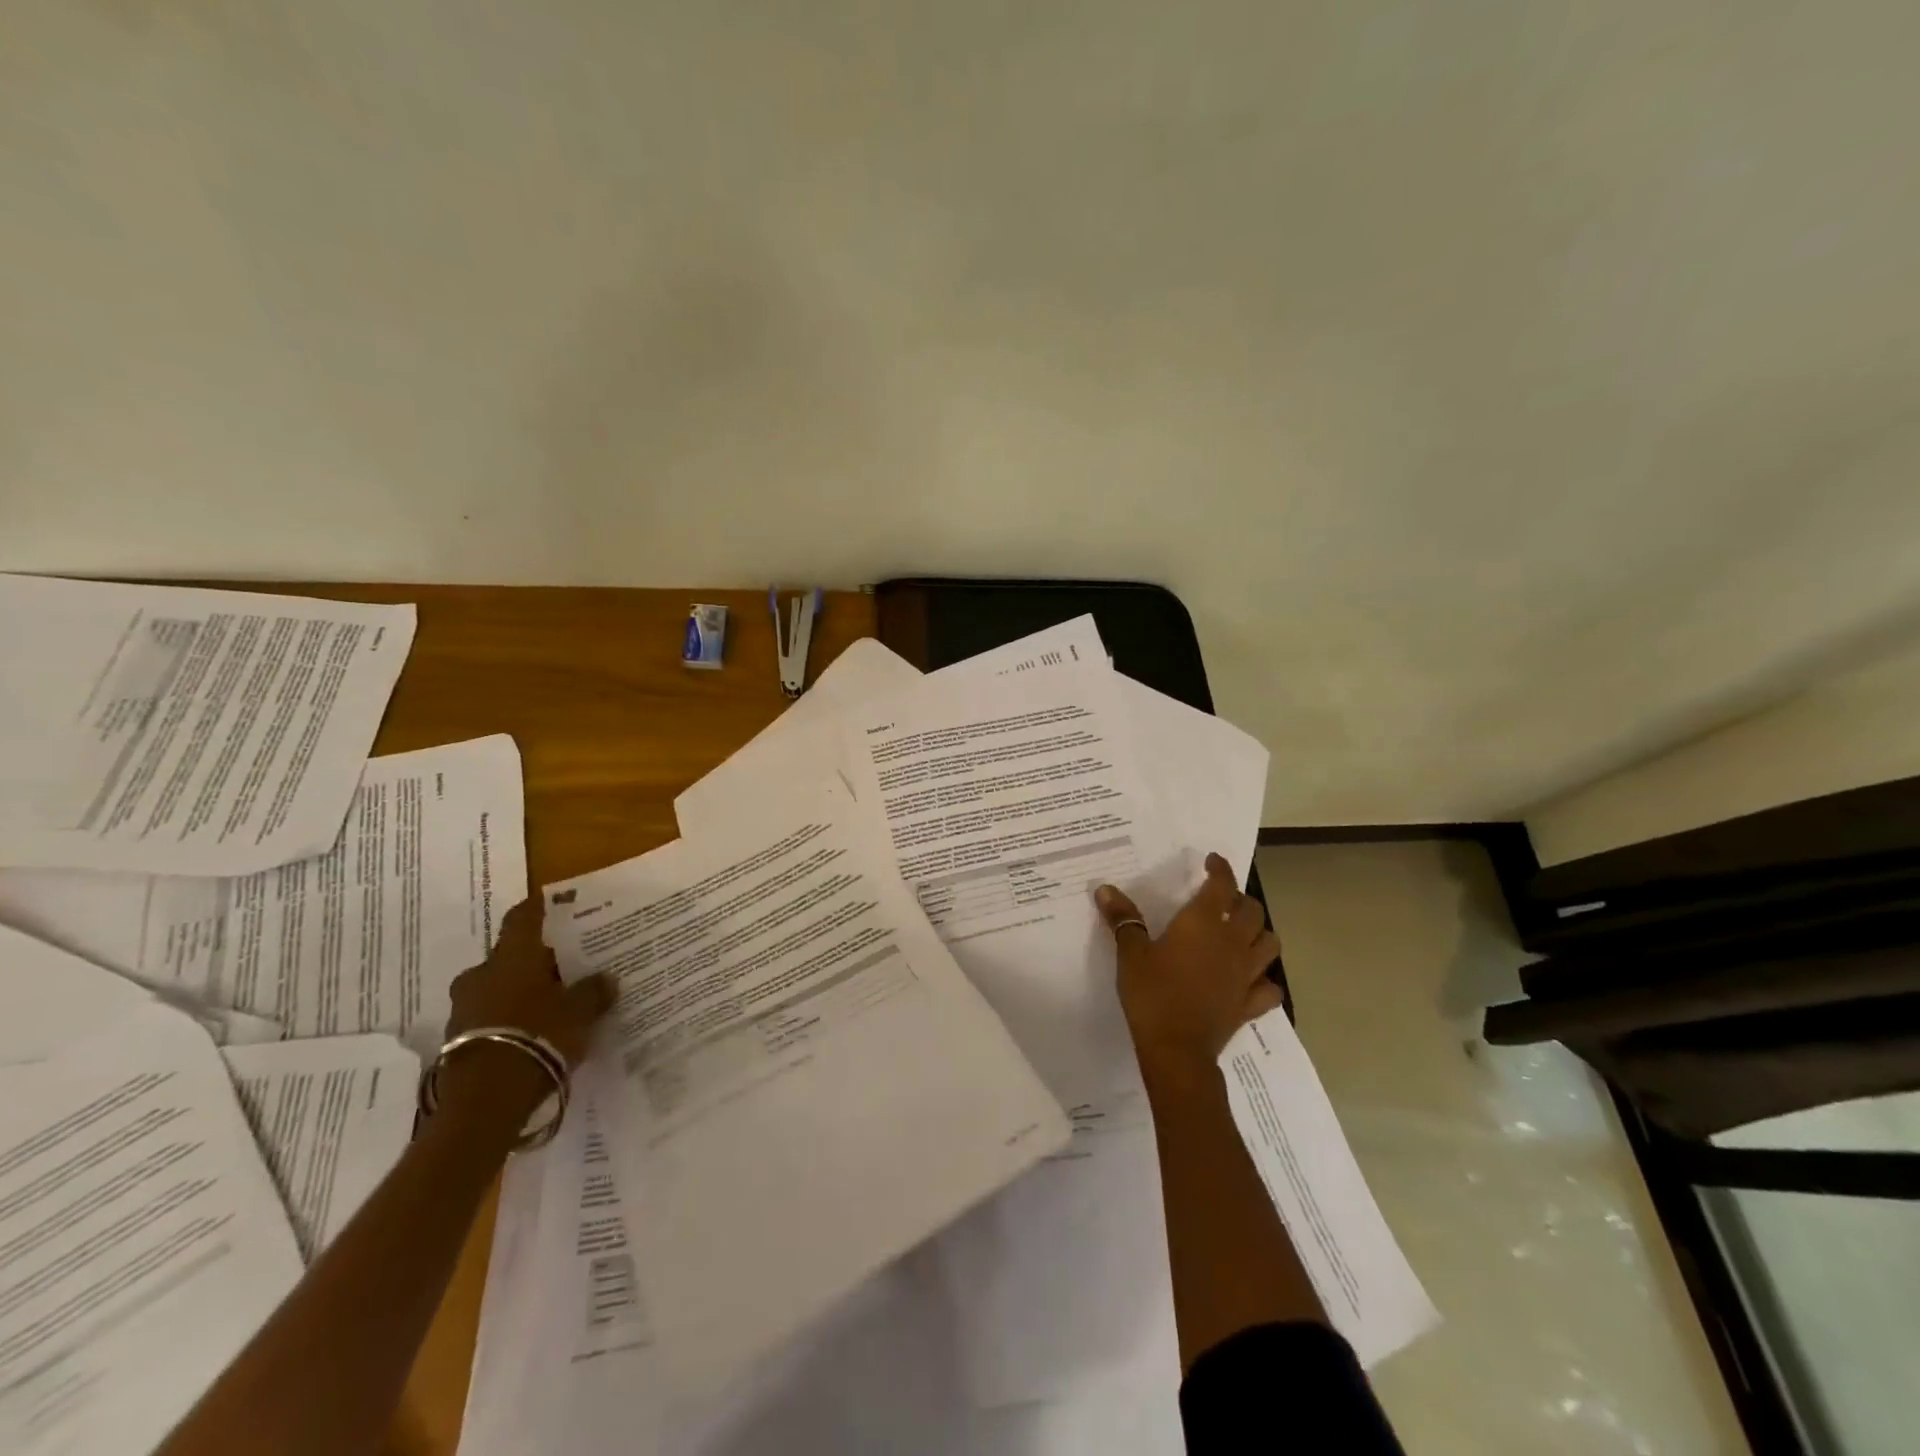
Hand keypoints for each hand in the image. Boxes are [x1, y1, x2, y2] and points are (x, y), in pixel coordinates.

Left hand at [438, 898, 615, 1113]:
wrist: (485, 1100)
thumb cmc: (538, 1036)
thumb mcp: (580, 1013)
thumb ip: (593, 992)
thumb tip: (607, 978)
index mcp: (513, 956)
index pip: (522, 918)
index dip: (538, 908)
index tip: (552, 902)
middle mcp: (482, 973)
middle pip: (511, 956)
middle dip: (535, 960)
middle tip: (564, 966)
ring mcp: (464, 1007)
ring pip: (498, 987)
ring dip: (520, 991)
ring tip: (551, 1003)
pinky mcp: (457, 1039)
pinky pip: (489, 1016)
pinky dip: (509, 1017)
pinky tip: (533, 1030)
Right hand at [1096, 853, 1282, 1082]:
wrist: (1177, 1050)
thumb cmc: (1152, 995)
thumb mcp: (1130, 953)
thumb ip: (1123, 919)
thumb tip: (1106, 889)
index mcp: (1203, 924)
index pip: (1222, 886)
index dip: (1221, 869)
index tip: (1212, 861)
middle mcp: (1232, 943)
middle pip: (1253, 911)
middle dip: (1240, 900)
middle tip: (1222, 900)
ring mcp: (1246, 975)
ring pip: (1269, 944)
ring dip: (1259, 934)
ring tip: (1241, 934)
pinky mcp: (1250, 1004)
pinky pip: (1270, 988)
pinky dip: (1264, 980)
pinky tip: (1250, 979)